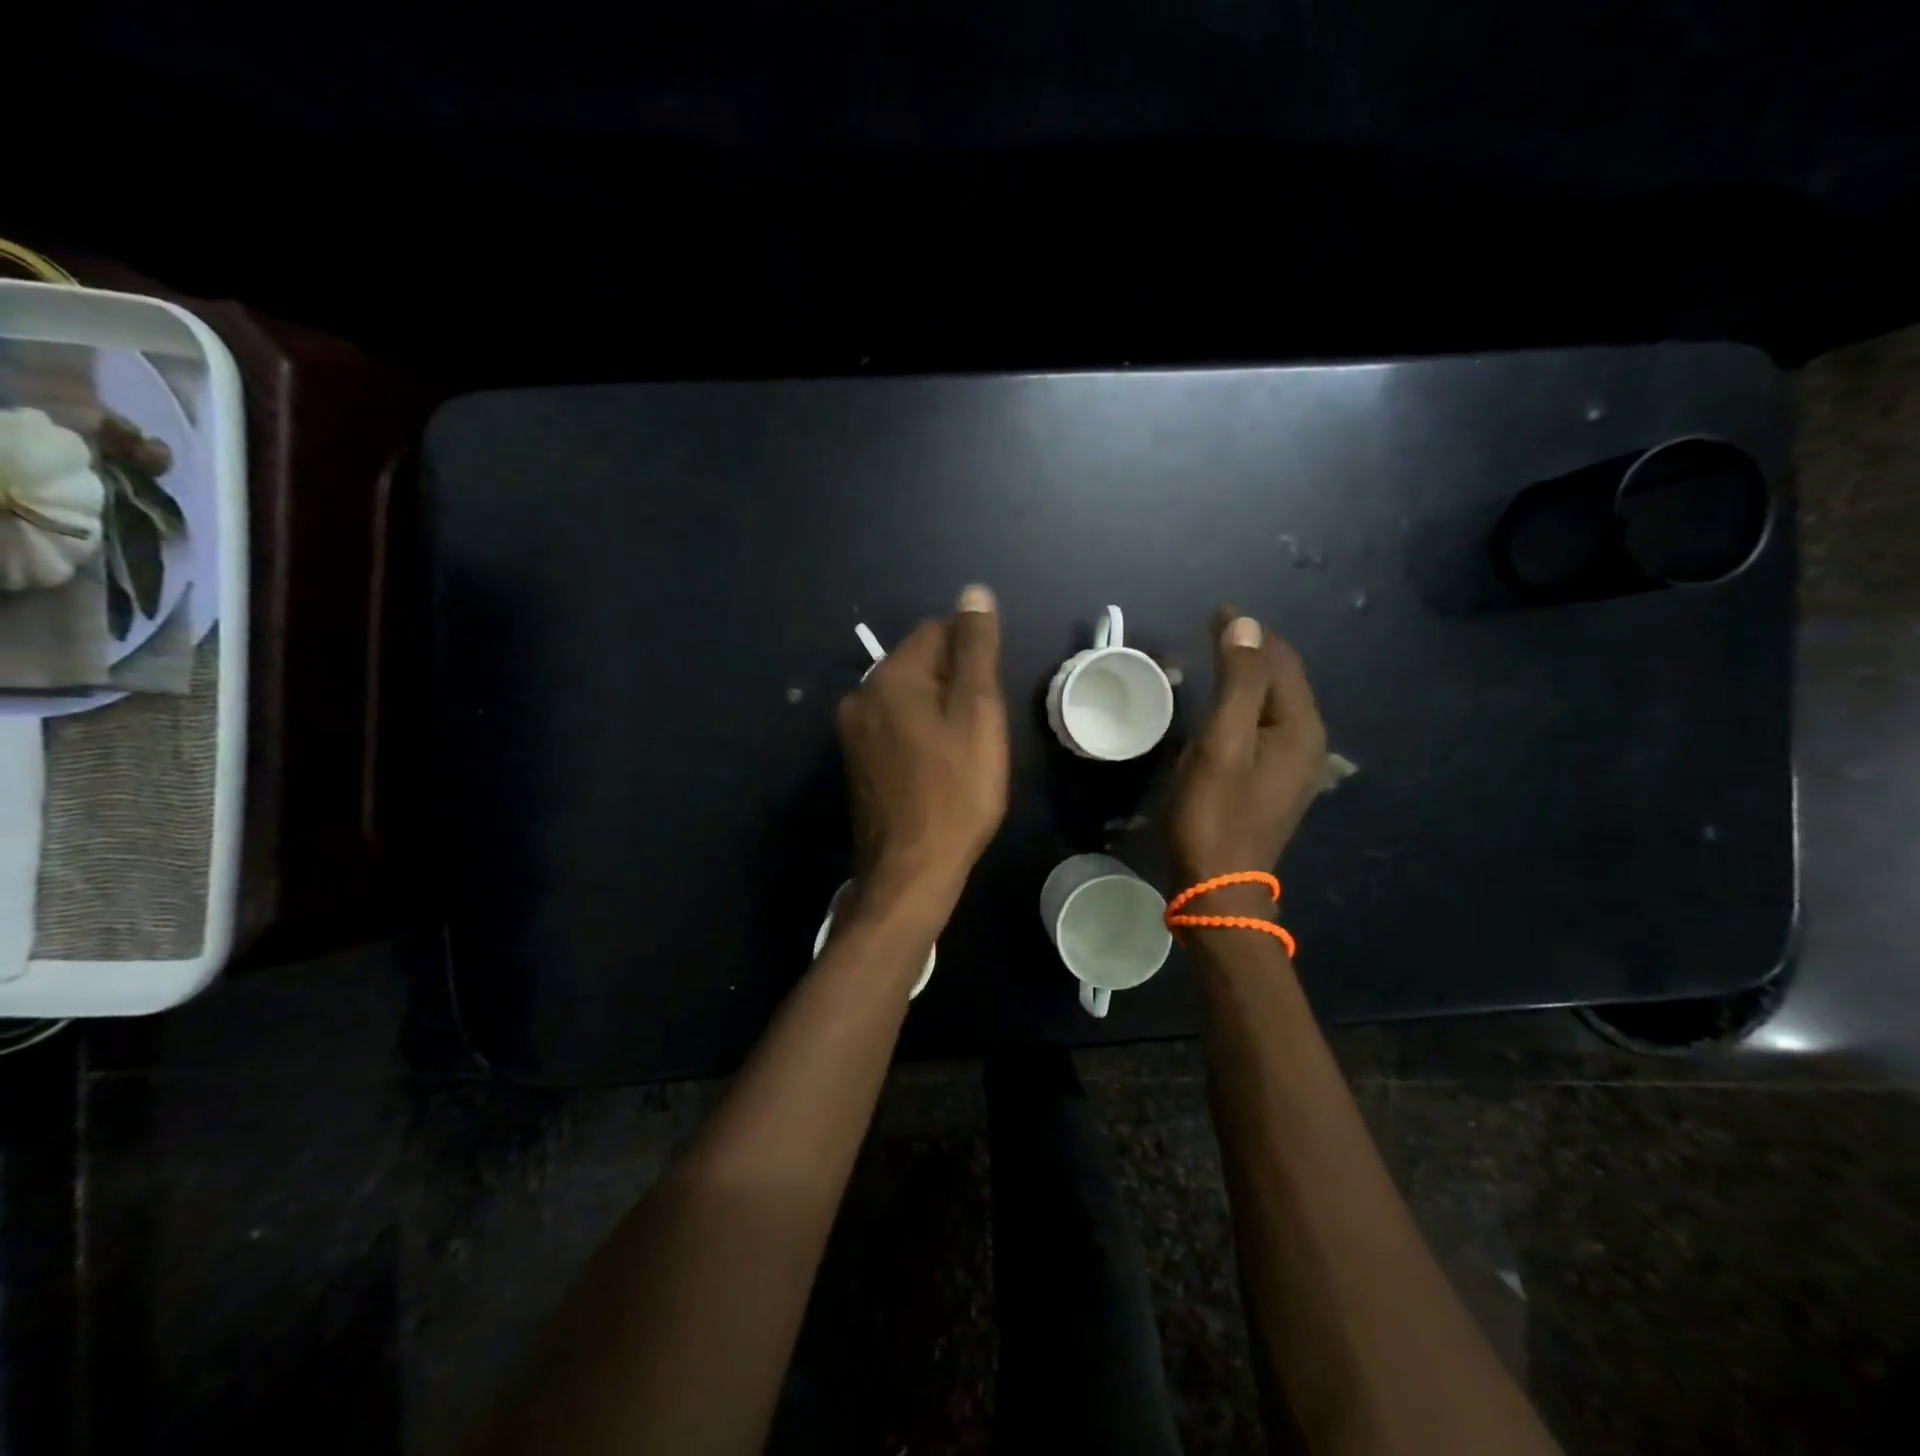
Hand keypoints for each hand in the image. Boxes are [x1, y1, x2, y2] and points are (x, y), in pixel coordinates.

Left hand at [837, 585, 1008, 914]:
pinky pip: (894, 729)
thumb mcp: (977, 713)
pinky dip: (919, 736)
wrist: (910, 871)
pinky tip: (938, 770)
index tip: (989, 697)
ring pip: (908, 699)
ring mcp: (852, 733)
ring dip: (938, 712)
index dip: (971, 655)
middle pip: (920, 665)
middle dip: (954, 685)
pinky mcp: (856, 763)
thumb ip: (975, 649)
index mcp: (889, 677)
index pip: (936, 631)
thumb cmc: (955, 791)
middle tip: (980, 730)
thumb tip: (973, 593)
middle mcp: (861, 696)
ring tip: (962, 754)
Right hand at [1168, 610, 1327, 890]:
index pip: (1279, 660)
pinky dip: (1248, 704)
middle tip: (1215, 627)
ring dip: (1251, 675)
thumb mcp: (1222, 743)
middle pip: (1284, 679)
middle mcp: (1308, 741)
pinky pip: (1267, 725)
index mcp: (1299, 727)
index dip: (1249, 632)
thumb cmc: (1214, 814)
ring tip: (1220, 656)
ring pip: (1276, 703)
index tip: (1215, 610)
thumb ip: (1238, 683)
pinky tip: (1229, 706)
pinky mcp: (1276, 782)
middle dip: (1253, 649)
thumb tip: (1246, 626)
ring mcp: (1294, 765)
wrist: (1217, 885)